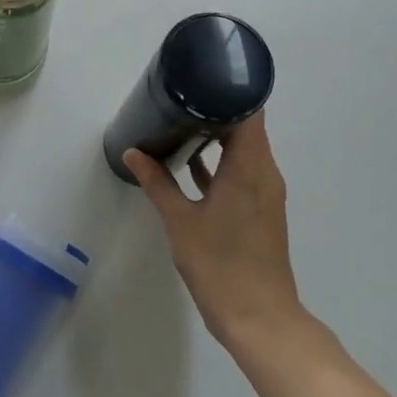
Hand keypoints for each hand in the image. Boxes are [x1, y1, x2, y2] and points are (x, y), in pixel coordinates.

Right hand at [124, 113, 301, 346]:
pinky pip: (242, 172)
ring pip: (244, 150)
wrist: (260, 319)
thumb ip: (157, 183)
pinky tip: (190, 162)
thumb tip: (133, 152)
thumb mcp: (181, 222)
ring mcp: (264, 193)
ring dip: (218, 136)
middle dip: (216, 109)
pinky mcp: (259, 210)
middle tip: (180, 96)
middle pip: (247, 126)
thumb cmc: (220, 265)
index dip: (229, 90)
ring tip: (180, 120)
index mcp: (250, 167)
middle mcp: (264, 173)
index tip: (200, 77)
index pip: (250, 112)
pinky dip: (221, 162)